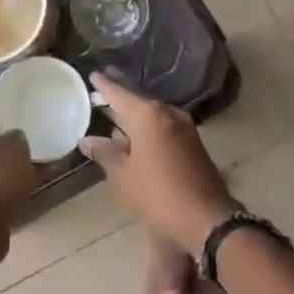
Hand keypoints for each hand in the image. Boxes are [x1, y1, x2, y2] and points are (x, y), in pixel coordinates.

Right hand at [79, 73, 240, 256]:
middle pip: (138, 100)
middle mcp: (168, 113)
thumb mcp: (123, 175)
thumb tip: (87, 140)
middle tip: (101, 88)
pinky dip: (146, 127)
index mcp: (148, 115)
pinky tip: (134, 136)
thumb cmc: (157, 194)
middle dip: (120, 96)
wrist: (206, 219)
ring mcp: (183, 128)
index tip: (93, 74)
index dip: (105, 85)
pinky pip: (162, 127)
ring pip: (152, 115)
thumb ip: (104, 153)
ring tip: (113, 113)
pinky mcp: (192, 144)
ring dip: (133, 114)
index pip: (120, 93)